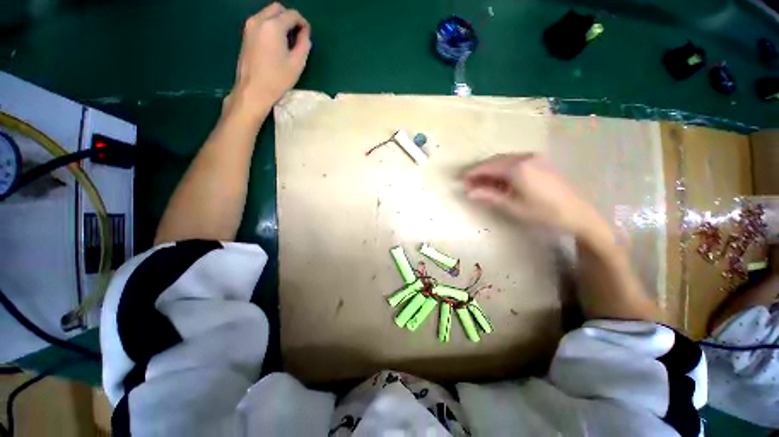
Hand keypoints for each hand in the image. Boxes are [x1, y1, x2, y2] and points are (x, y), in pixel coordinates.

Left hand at [229, 3, 310, 120]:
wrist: (253, 90)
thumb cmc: (277, 79)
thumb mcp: (297, 63)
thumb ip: (304, 44)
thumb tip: (305, 34)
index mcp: (273, 26)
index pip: (292, 14)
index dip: (303, 22)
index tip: (307, 34)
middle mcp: (259, 20)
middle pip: (278, 8)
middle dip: (290, 17)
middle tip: (298, 34)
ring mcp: (250, 26)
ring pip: (268, 13)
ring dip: (280, 21)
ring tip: (288, 39)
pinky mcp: (245, 34)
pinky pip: (261, 21)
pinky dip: (271, 26)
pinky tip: (277, 42)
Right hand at [464, 153, 605, 236]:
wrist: (577, 213)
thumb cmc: (543, 212)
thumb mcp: (513, 206)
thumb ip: (489, 196)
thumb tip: (469, 193)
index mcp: (517, 168)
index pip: (488, 167)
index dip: (473, 173)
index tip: (461, 180)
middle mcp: (525, 157)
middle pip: (495, 161)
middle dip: (481, 171)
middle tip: (469, 183)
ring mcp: (534, 158)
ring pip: (505, 160)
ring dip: (491, 170)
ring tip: (482, 183)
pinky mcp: (540, 162)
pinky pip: (515, 161)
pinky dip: (503, 169)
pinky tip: (499, 180)